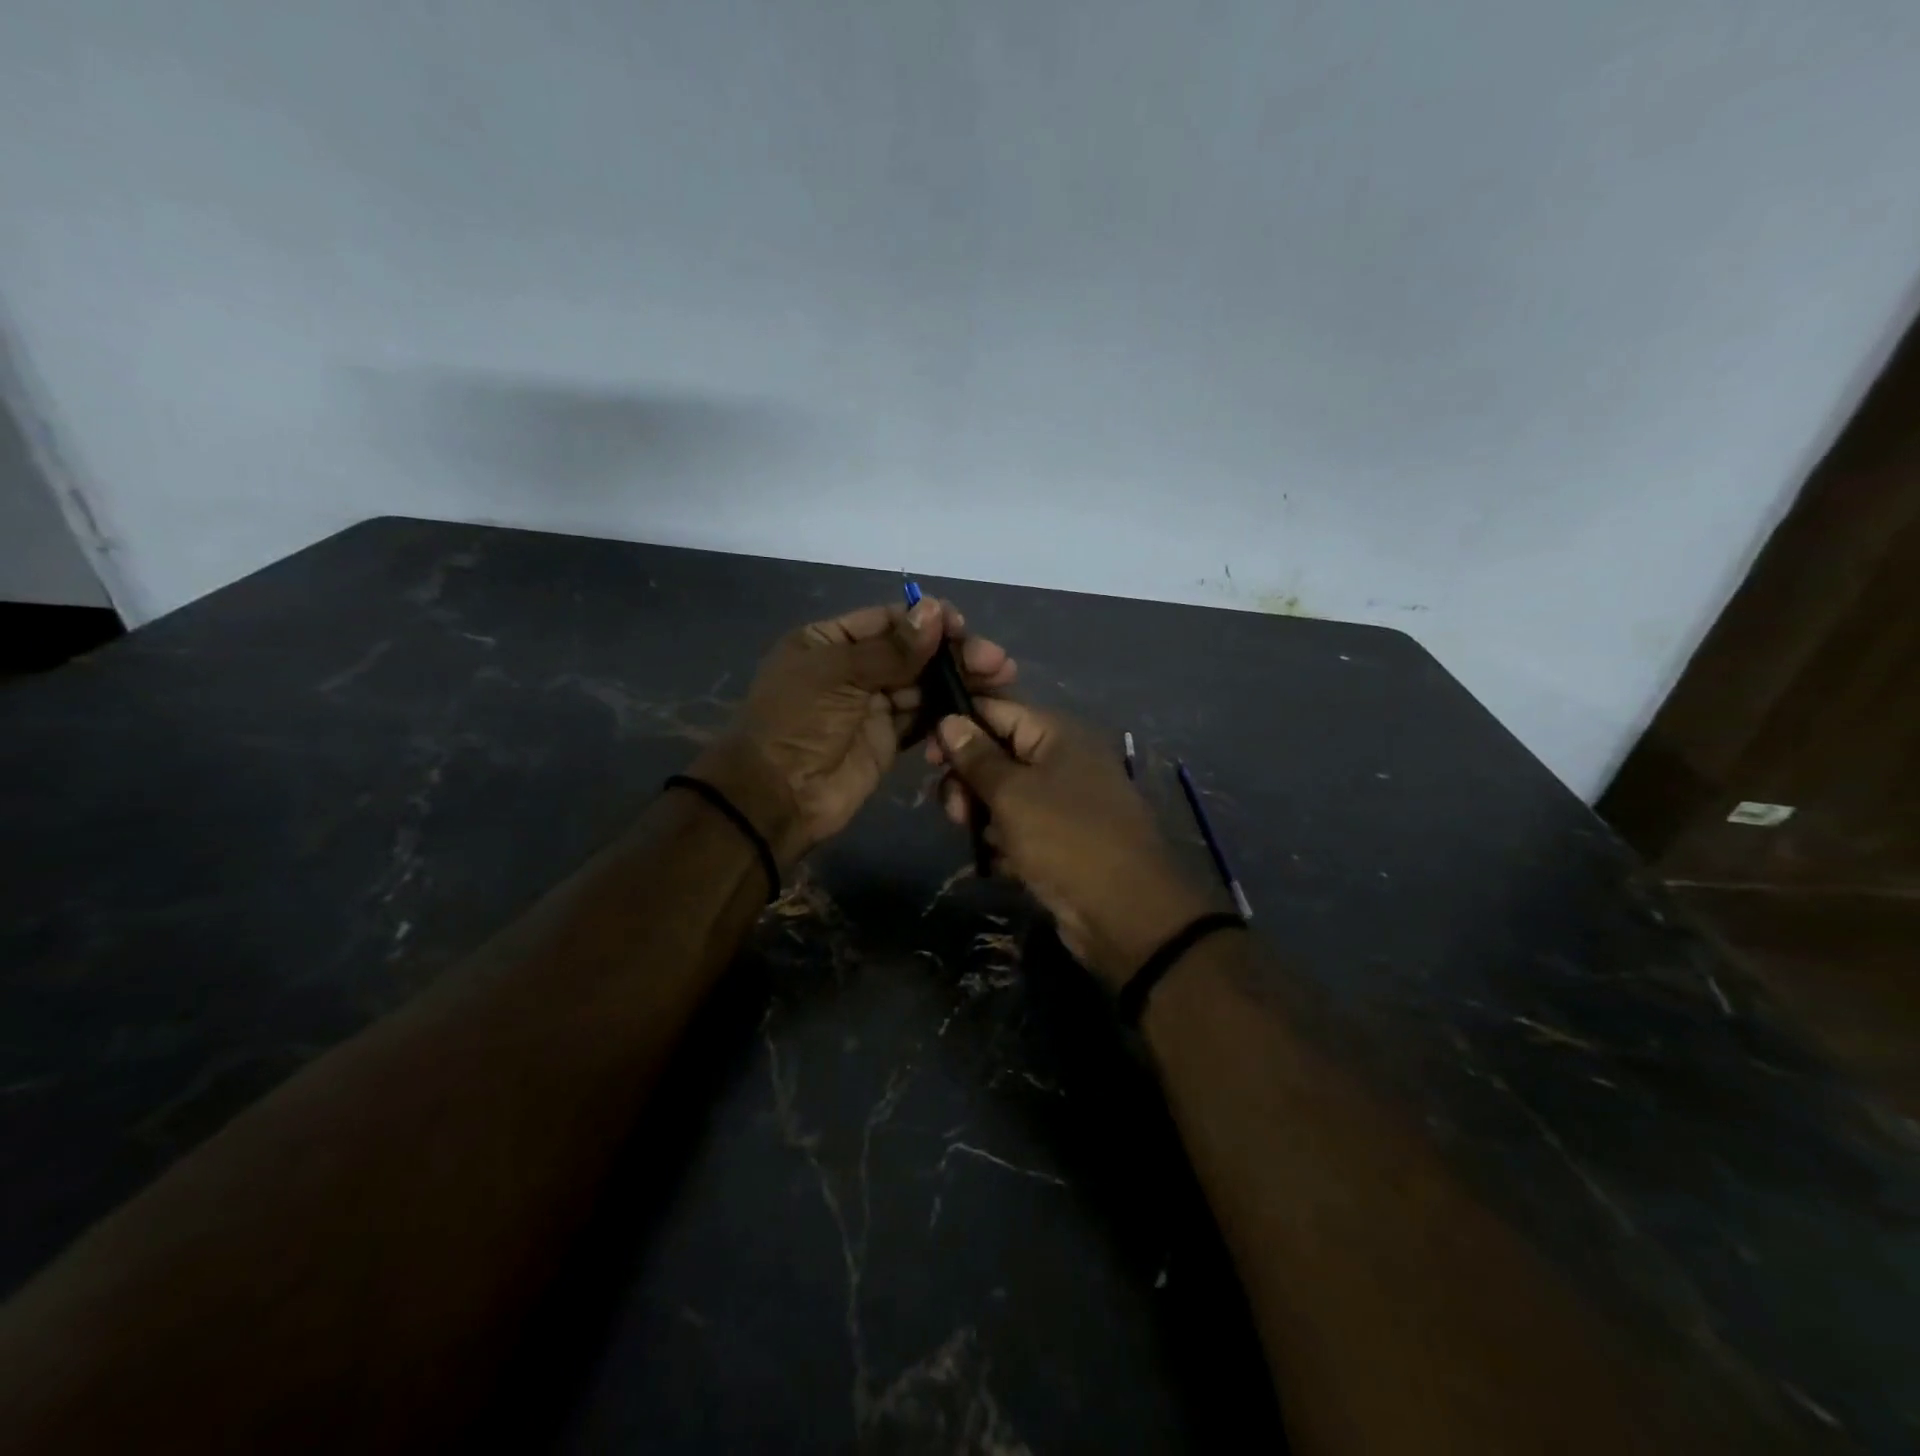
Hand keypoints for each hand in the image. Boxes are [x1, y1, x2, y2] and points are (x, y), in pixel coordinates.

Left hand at [694, 599, 1015, 865]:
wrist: (779, 796)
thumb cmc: (799, 722)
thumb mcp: (838, 674)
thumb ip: (892, 648)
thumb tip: (936, 610)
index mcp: (831, 642)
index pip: (888, 621)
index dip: (927, 621)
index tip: (962, 626)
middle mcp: (854, 668)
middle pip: (912, 652)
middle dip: (952, 653)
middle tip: (996, 661)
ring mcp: (873, 705)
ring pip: (923, 685)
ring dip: (958, 682)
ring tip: (999, 680)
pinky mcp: (889, 739)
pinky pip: (923, 718)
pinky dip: (946, 713)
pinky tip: (974, 708)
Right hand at [929, 702, 1214, 988]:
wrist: (1125, 915)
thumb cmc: (1065, 839)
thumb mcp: (1012, 793)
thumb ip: (976, 757)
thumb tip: (948, 720)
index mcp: (1058, 736)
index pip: (998, 711)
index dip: (960, 726)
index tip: (929, 754)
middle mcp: (1062, 762)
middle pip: (997, 755)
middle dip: (968, 780)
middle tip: (954, 809)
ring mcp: (1063, 803)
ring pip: (1004, 796)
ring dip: (982, 815)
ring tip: (974, 836)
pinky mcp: (1060, 841)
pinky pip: (1019, 829)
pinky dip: (1004, 842)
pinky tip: (999, 862)